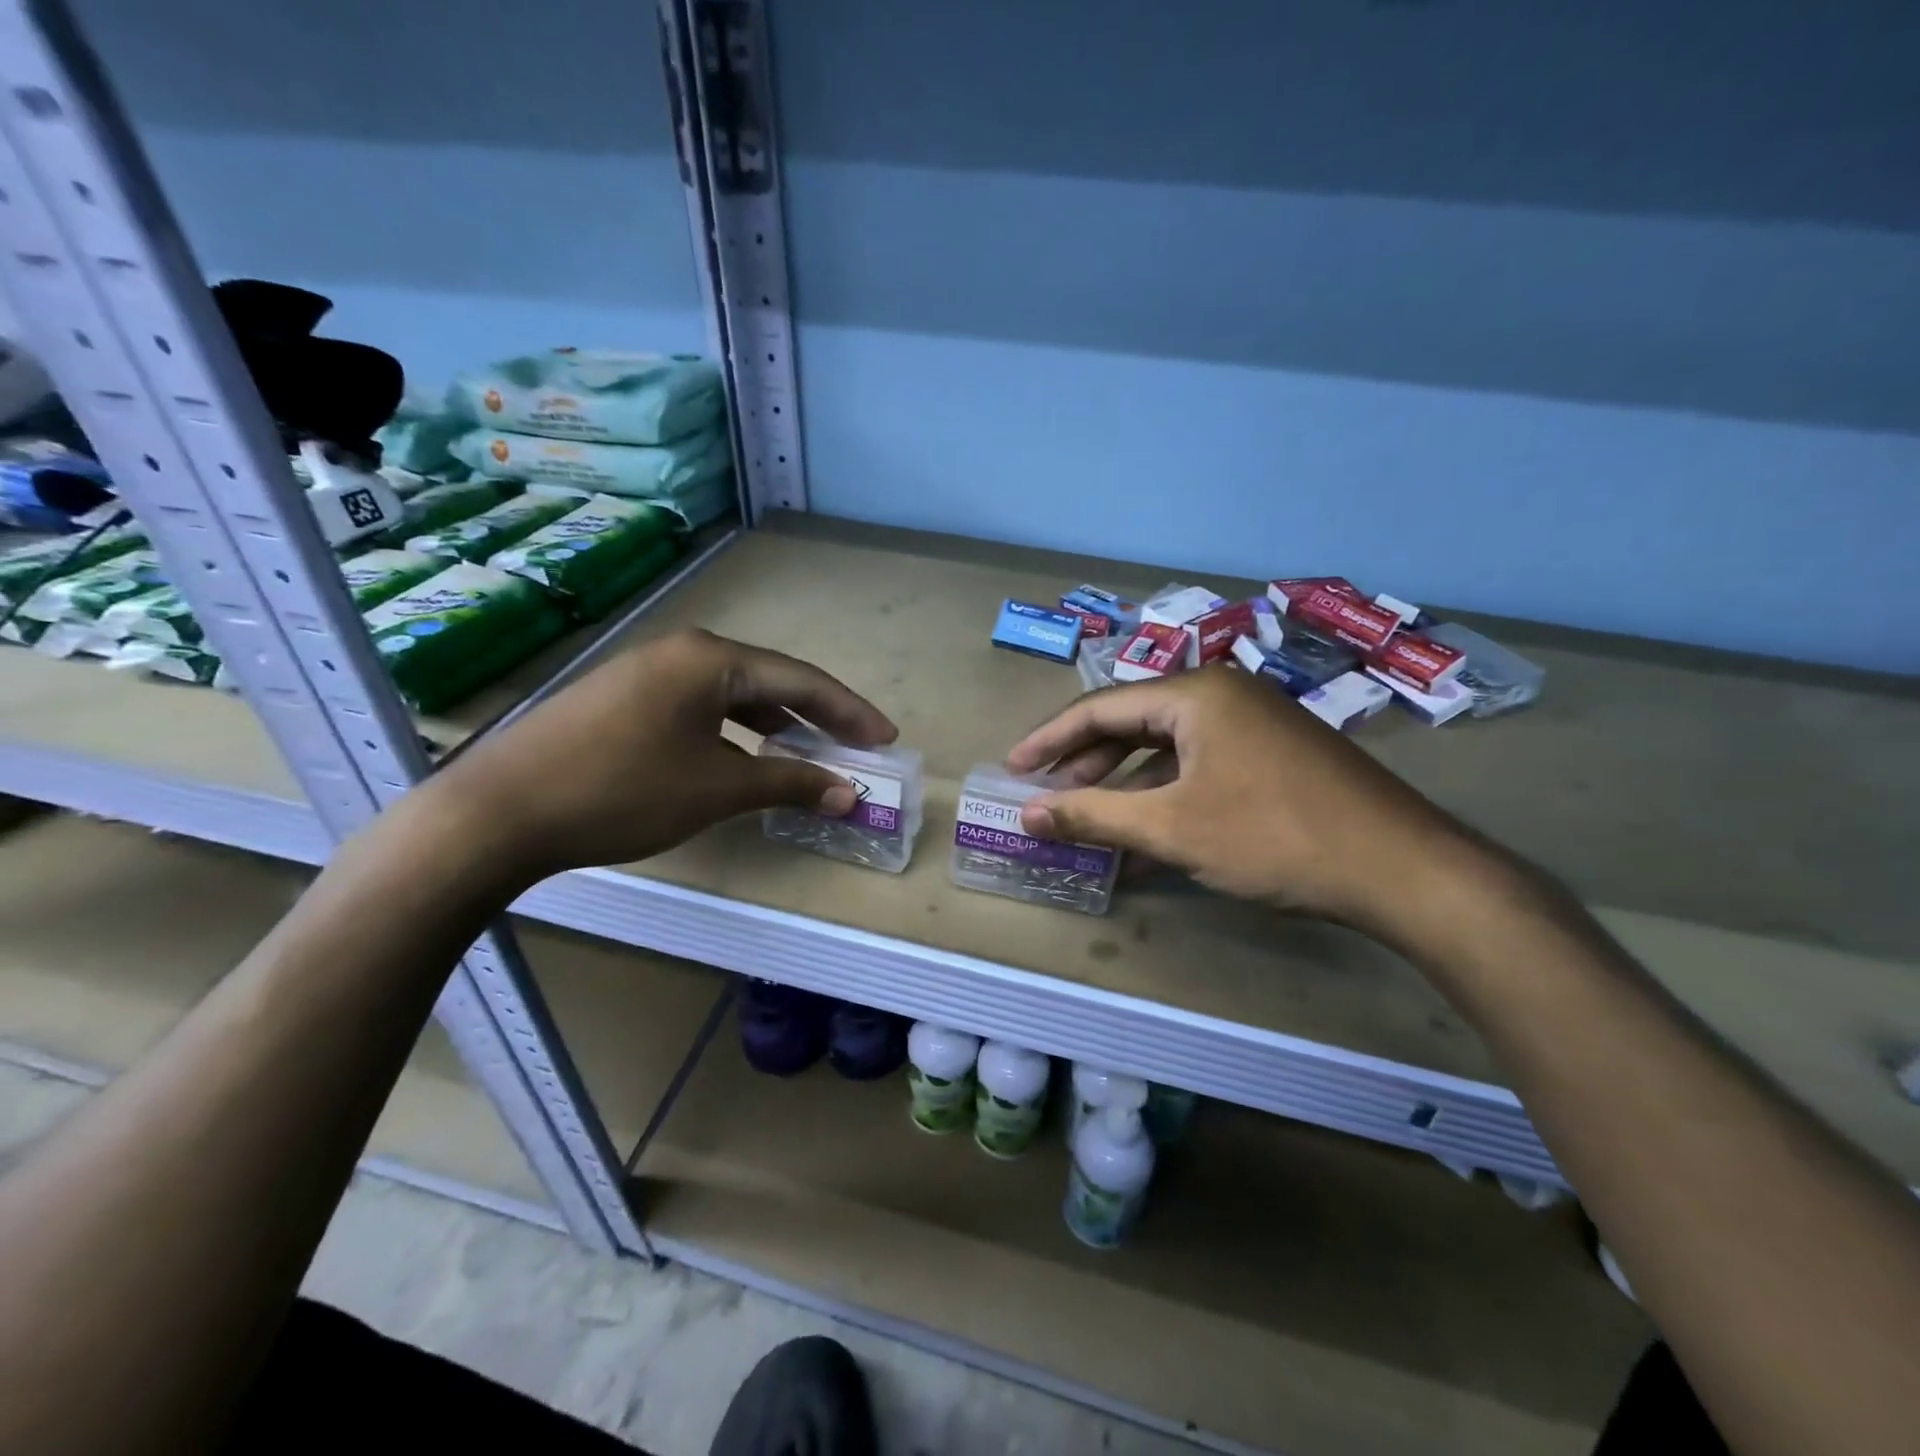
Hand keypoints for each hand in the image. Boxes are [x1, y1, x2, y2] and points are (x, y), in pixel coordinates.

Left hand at [430, 629, 895, 880]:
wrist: (497, 813)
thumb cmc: (623, 791)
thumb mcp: (718, 788)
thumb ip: (790, 783)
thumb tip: (849, 794)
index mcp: (711, 659)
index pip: (802, 680)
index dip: (850, 712)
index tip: (886, 738)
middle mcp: (681, 653)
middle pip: (770, 681)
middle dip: (817, 718)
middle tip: (856, 747)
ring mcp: (646, 674)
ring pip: (732, 697)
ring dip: (775, 727)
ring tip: (807, 757)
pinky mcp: (621, 700)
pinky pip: (699, 709)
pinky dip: (733, 734)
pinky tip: (742, 760)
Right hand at [1005, 666, 1476, 933]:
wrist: (1401, 869)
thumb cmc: (1273, 836)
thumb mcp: (1172, 828)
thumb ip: (1094, 815)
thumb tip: (1029, 814)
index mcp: (1195, 694)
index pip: (1100, 707)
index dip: (1049, 740)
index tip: (1013, 769)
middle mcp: (1222, 694)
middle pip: (1133, 723)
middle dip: (1085, 763)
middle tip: (1046, 795)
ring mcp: (1254, 724)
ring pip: (1167, 749)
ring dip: (1124, 784)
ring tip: (1087, 817)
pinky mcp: (1274, 755)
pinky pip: (1200, 767)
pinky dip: (1166, 796)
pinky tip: (1144, 835)